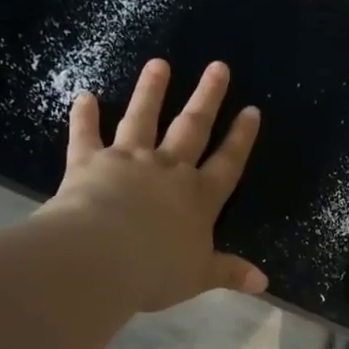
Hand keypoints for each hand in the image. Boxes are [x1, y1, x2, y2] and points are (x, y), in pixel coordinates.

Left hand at [43, 58, 266, 311]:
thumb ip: (229, 273)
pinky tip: (85, 96)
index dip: (241, 138)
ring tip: (159, 64)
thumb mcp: (200, 276)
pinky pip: (86, 135)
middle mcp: (168, 170)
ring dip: (152, 91)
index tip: (251, 110)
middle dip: (207, 98)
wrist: (100, 257)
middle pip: (193, 128)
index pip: (227, 162)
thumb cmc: (156, 270)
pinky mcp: (89, 162)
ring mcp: (128, 161)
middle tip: (218, 67)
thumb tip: (263, 283)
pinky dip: (85, 116)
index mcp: (200, 198)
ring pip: (143, 119)